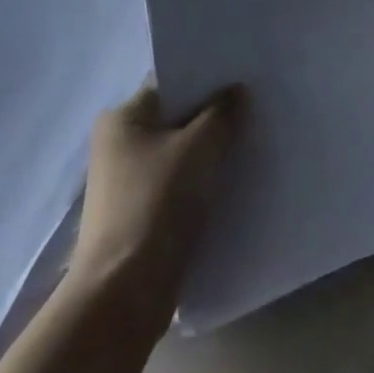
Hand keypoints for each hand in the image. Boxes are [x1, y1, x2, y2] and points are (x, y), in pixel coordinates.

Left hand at [68, 83, 243, 315]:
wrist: (124, 296)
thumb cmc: (157, 203)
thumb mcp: (200, 146)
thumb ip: (222, 112)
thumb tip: (236, 91)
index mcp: (123, 117)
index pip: (172, 81)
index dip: (208, 77)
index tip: (244, 76)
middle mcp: (118, 144)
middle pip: (176, 117)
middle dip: (213, 115)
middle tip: (255, 107)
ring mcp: (127, 183)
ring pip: (180, 153)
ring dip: (209, 151)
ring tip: (250, 141)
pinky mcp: (139, 216)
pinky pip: (178, 185)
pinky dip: (201, 181)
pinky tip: (233, 180)